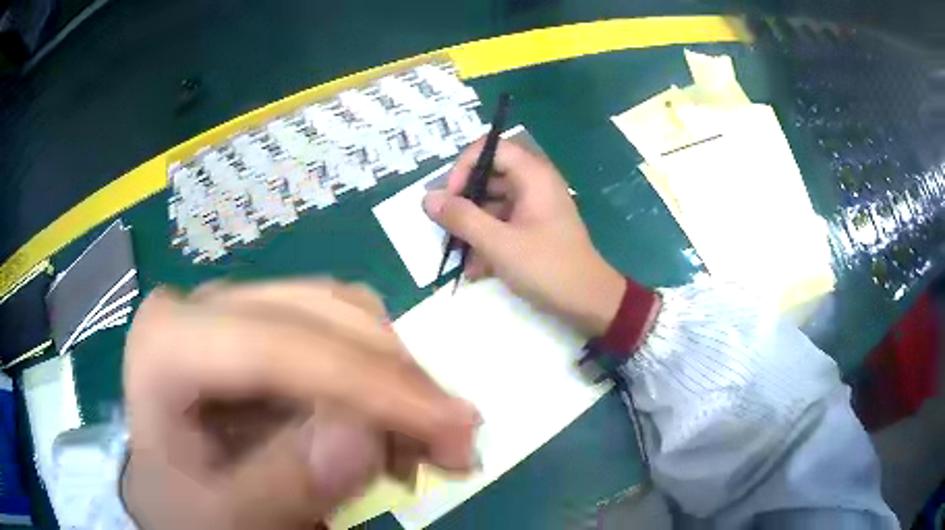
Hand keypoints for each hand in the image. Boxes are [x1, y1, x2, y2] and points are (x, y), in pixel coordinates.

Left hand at [122, 280, 479, 529]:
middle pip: (320, 318)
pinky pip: (340, 327)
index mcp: (167, 344)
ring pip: (342, 314)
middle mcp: (200, 306)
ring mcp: (232, 306)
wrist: (175, 490)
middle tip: (457, 446)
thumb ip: (285, 484)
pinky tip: (392, 429)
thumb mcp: (228, 519)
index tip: (454, 431)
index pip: (277, 346)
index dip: (374, 385)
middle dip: (401, 383)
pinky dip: (382, 376)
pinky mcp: (261, 320)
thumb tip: (361, 431)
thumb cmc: (189, 508)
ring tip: (425, 445)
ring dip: (399, 380)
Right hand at [423, 139, 624, 336]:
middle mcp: (533, 184)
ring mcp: (534, 208)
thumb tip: (427, 198)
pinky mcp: (534, 229)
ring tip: (458, 256)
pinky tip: (475, 270)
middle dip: (463, 203)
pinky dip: (487, 241)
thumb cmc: (547, 267)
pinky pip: (503, 224)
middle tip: (445, 228)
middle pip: (488, 177)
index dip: (464, 167)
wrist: (589, 301)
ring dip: (472, 228)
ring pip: (492, 204)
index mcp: (532, 175)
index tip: (449, 198)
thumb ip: (461, 218)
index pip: (489, 148)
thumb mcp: (499, 243)